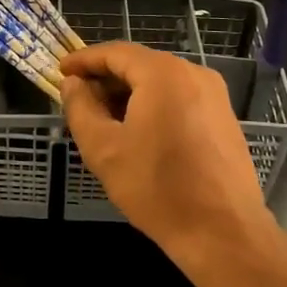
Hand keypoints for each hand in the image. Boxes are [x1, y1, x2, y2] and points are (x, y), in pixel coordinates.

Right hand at [60, 41, 269, 255]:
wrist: (223, 233)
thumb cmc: (157, 188)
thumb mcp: (103, 148)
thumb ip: (80, 108)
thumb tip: (73, 84)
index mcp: (163, 73)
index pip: (115, 52)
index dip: (84, 60)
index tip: (61, 70)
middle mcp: (193, 73)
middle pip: (140, 65)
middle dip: (106, 79)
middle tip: (79, 99)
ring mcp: (214, 95)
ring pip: (160, 82)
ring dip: (129, 94)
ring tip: (104, 119)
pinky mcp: (224, 118)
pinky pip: (180, 99)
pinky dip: (154, 106)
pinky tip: (138, 133)